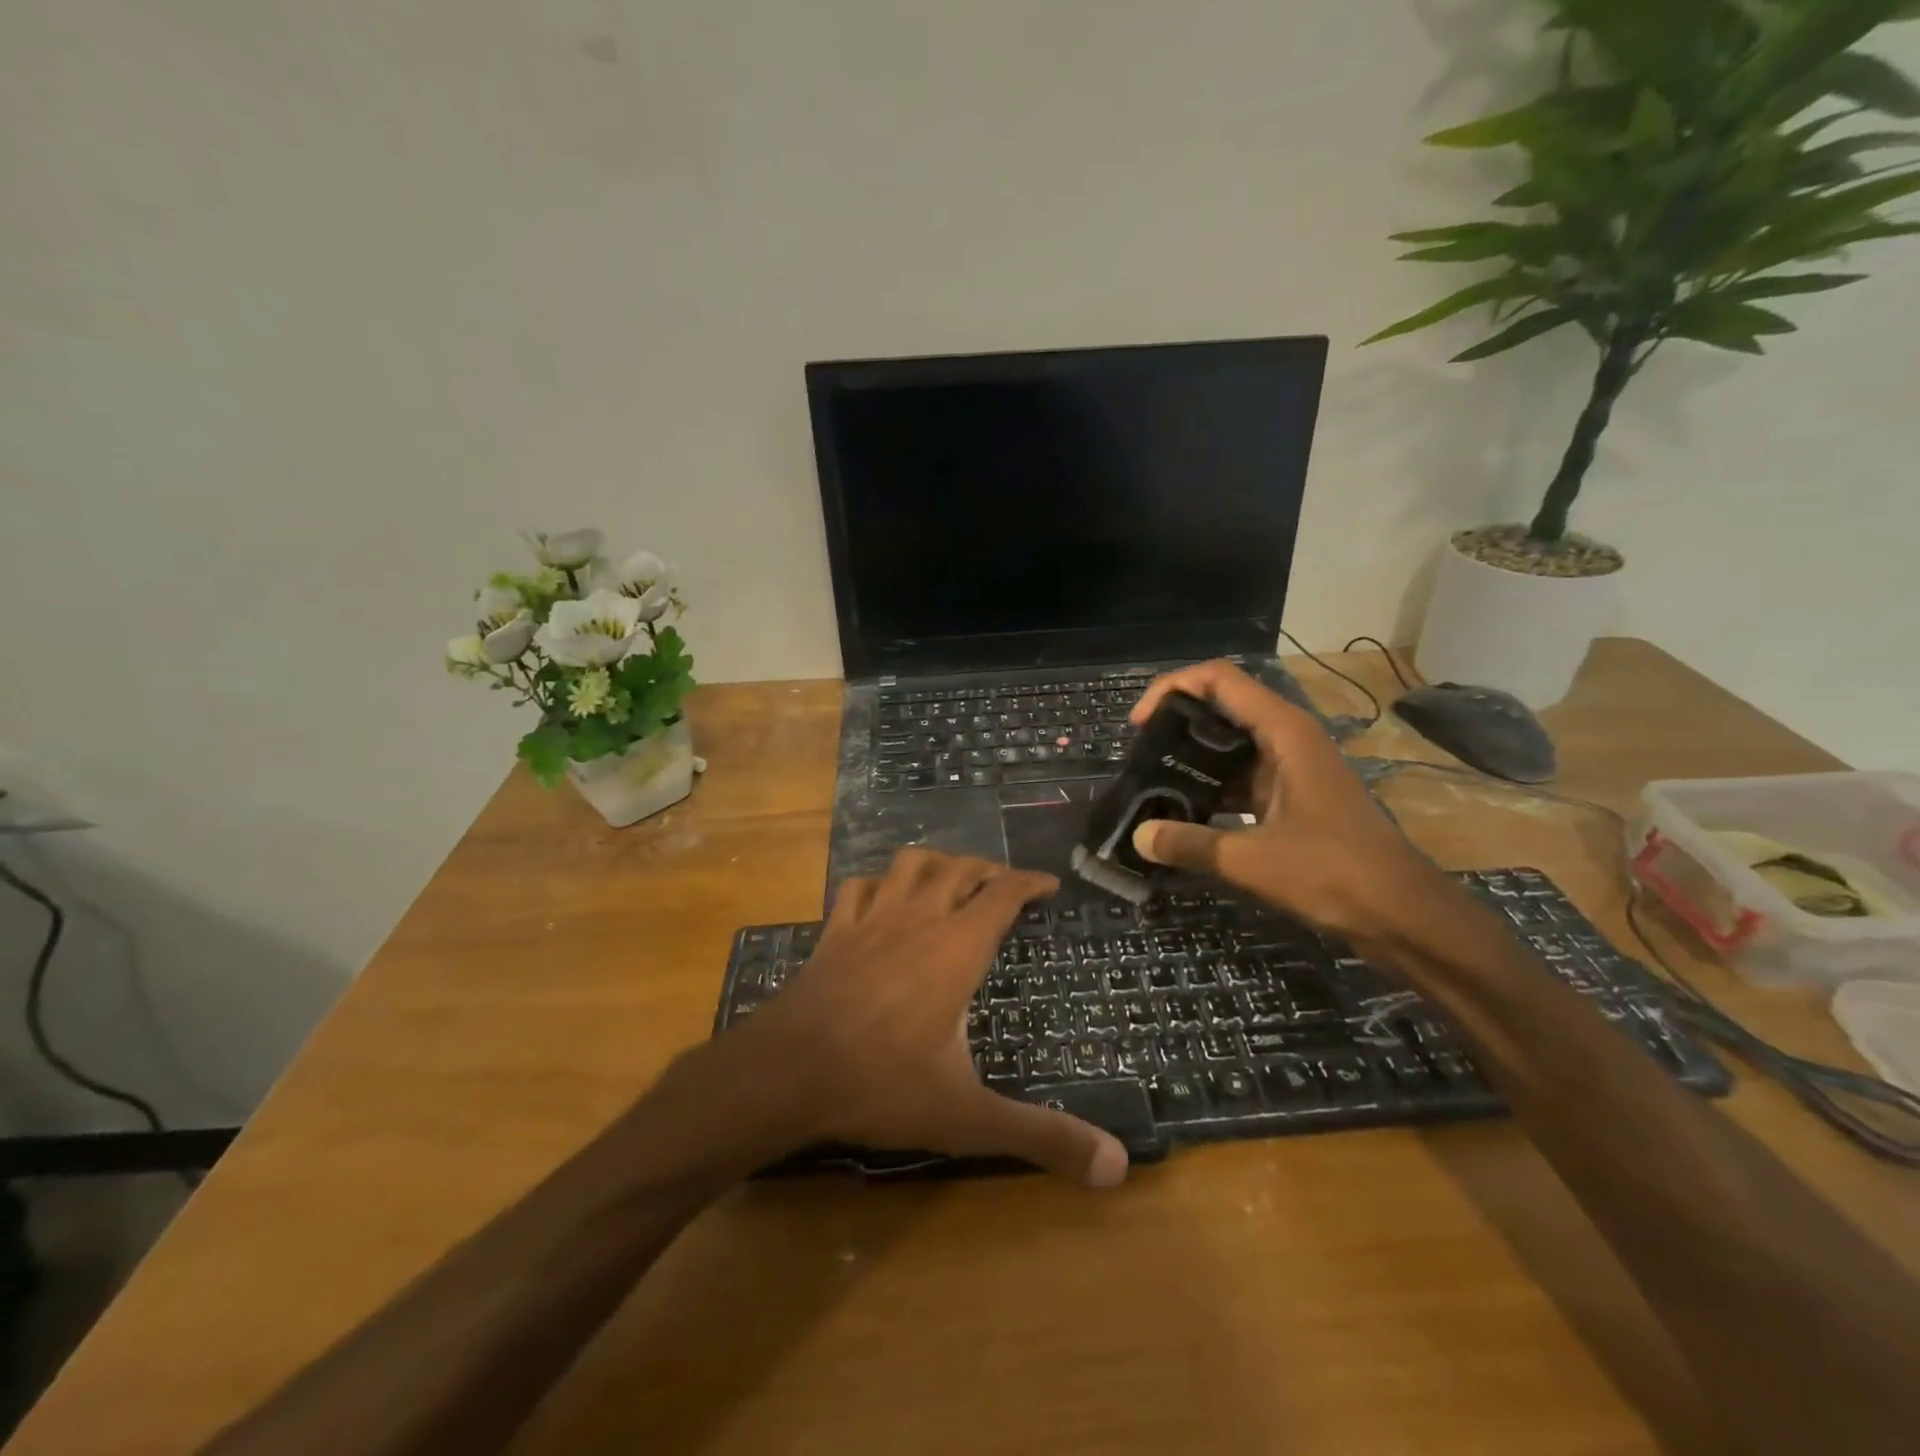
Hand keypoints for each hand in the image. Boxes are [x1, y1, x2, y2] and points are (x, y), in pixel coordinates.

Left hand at [736, 850, 1128, 1186]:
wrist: (788, 1072)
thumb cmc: (883, 1084)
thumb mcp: (969, 1117)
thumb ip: (1042, 1137)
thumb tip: (1119, 1168)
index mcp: (957, 949)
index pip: (1003, 895)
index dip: (1029, 883)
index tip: (1048, 884)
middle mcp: (919, 920)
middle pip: (960, 870)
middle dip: (988, 869)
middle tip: (1006, 884)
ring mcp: (872, 920)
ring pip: (910, 865)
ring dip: (936, 862)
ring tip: (951, 876)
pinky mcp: (835, 932)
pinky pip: (858, 888)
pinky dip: (877, 883)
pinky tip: (882, 897)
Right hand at [1127, 660, 1453, 942]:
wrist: (1402, 914)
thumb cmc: (1333, 873)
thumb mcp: (1252, 860)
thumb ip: (1190, 844)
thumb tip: (1138, 837)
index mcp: (1284, 732)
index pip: (1219, 679)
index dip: (1172, 688)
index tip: (1138, 724)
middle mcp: (1288, 738)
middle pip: (1222, 705)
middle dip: (1176, 721)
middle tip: (1138, 754)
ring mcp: (1292, 767)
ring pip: (1230, 743)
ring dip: (1191, 756)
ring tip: (1151, 782)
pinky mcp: (1291, 795)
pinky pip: (1240, 775)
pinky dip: (1210, 786)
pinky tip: (1183, 812)